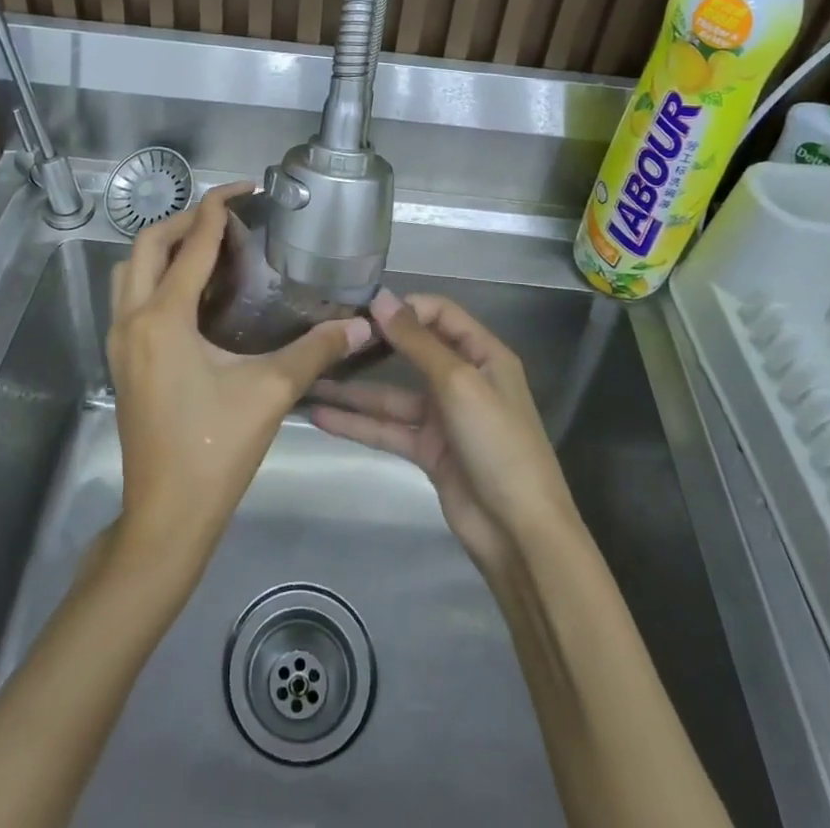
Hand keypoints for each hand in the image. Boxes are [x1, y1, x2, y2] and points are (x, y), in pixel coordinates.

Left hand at [109, 181, 372, 567]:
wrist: (165, 517)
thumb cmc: (215, 450)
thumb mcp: (270, 392)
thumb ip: (315, 351)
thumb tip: (360, 325)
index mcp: (163, 318)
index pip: (191, 244)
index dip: (218, 210)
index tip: (245, 190)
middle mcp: (131, 319)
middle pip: (147, 245)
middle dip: (185, 220)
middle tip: (227, 218)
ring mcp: (119, 341)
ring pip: (129, 270)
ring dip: (163, 248)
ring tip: (207, 248)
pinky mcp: (120, 361)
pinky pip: (130, 296)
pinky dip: (155, 276)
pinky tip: (193, 294)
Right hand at [309, 291, 576, 572]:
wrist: (519, 532)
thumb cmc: (497, 442)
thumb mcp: (458, 383)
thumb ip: (417, 342)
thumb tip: (381, 298)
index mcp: (483, 354)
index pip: (440, 313)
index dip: (404, 307)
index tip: (362, 308)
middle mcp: (463, 378)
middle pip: (413, 351)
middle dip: (374, 343)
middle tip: (328, 335)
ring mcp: (443, 416)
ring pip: (392, 394)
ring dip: (355, 389)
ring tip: (311, 377)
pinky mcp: (427, 450)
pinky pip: (387, 428)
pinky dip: (357, 423)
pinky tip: (321, 416)